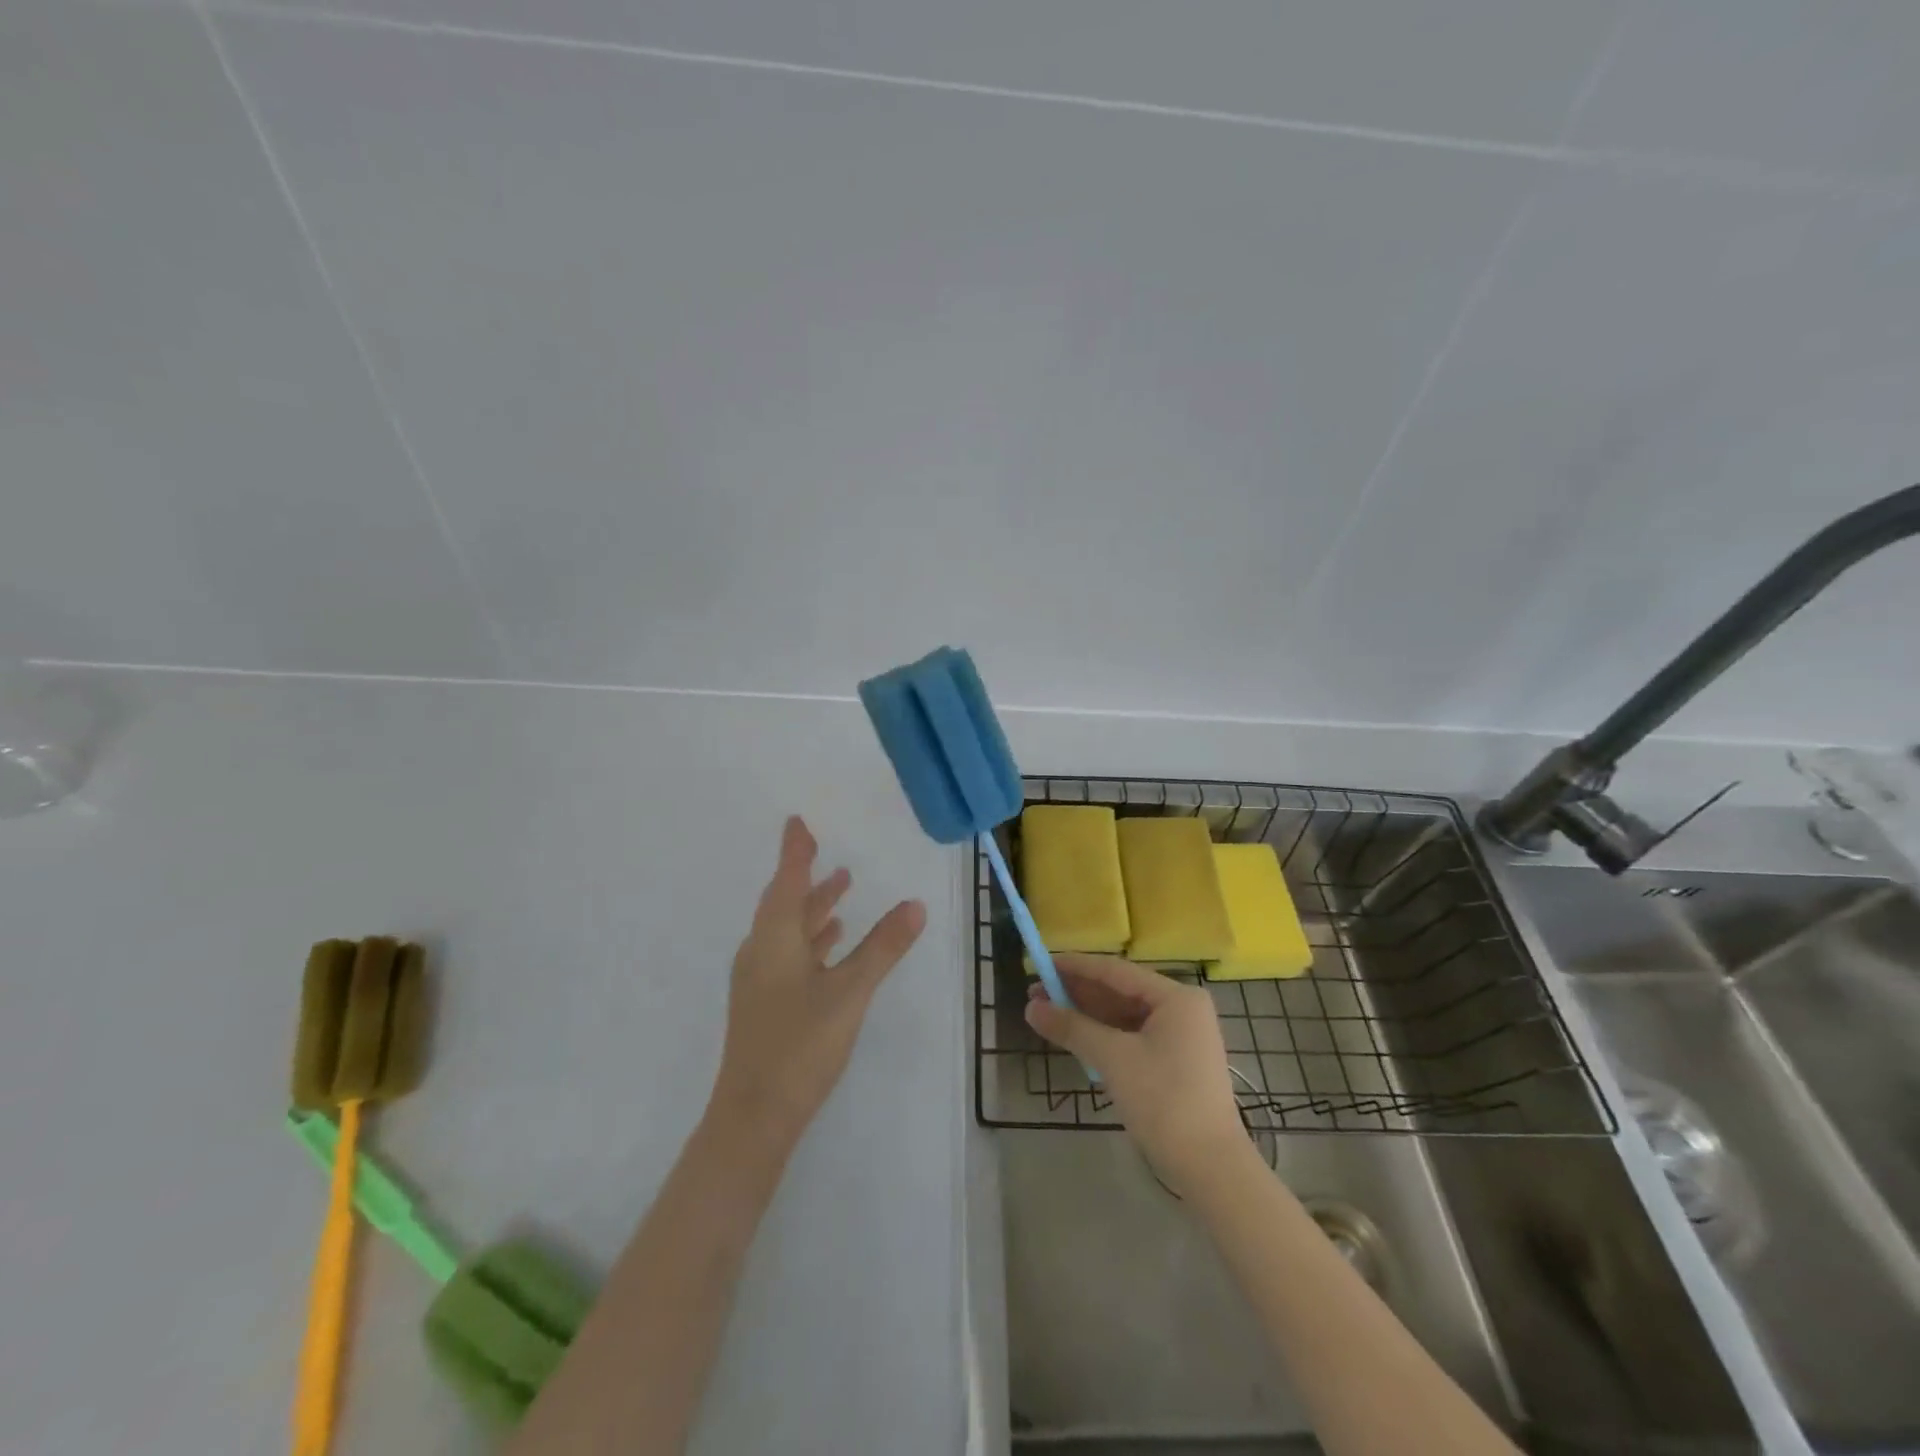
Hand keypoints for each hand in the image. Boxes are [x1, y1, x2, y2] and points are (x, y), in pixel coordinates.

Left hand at [711, 816, 925, 1147]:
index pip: (787, 879)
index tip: (797, 821)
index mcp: (774, 938)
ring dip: (813, 906)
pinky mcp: (764, 1001)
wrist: (754, 1114)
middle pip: (784, 901)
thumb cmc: (801, 1044)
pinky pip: (788, 951)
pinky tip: (831, 942)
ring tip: (841, 885)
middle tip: (823, 849)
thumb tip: (914, 905)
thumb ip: (883, 947)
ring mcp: (759, 978)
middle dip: (804, 874)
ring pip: (787, 928)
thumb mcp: (850, 991)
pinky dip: (811, 937)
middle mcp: (761, 950)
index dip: (794, 850)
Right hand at [1026, 955, 1249, 1192]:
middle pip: (1120, 991)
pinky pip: (1132, 1035)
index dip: (1075, 966)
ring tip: (1047, 1013)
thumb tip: (1030, 1007)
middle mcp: (1181, 1008)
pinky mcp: (1174, 1061)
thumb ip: (1072, 1027)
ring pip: (1124, 1015)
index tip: (1040, 964)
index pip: (1115, 971)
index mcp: (1176, 997)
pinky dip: (1103, 1034)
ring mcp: (1180, 1036)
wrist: (1210, 1168)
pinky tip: (1075, 1035)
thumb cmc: (1164, 1101)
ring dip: (1087, 1014)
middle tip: (1035, 992)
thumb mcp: (1114, 1059)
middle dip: (1077, 992)